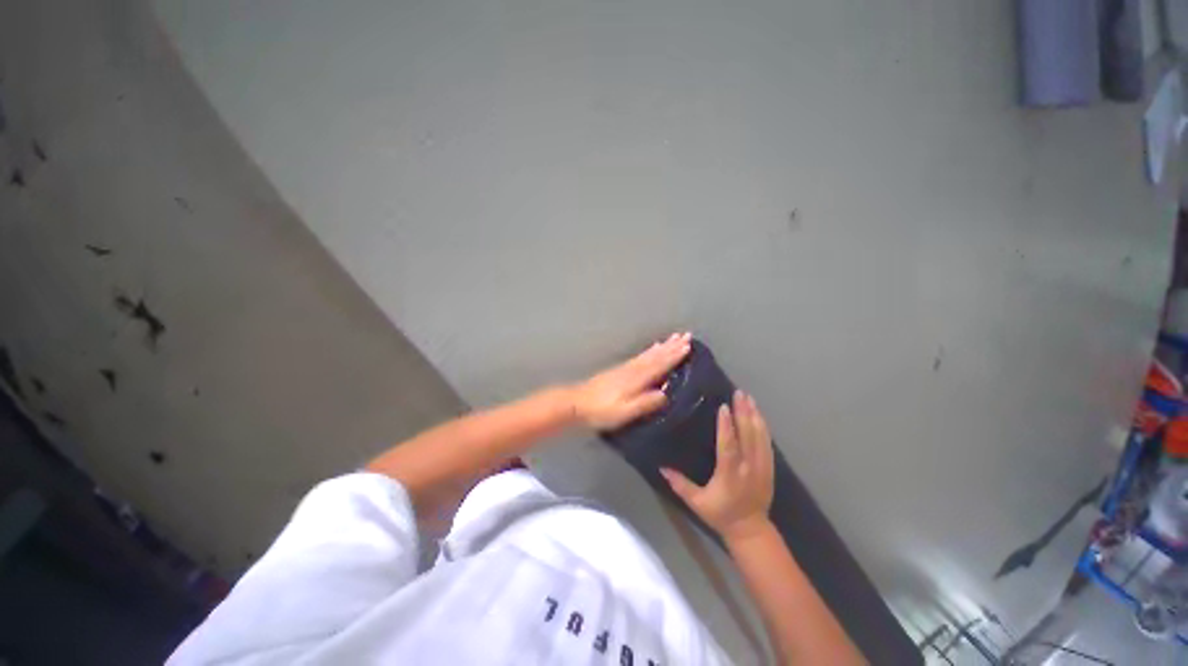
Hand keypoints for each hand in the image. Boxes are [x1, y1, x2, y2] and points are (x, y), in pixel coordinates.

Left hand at [571, 332, 691, 429]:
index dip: (675, 356)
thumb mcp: (626, 412)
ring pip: (649, 354)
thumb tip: (666, 394)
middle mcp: (634, 369)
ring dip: (663, 346)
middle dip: (672, 346)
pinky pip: (640, 356)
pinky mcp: (620, 369)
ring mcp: (626, 368)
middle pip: (657, 356)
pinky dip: (649, 350)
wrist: (578, 403)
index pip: (660, 365)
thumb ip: (646, 403)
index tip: (689, 346)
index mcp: (638, 379)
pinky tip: (652, 348)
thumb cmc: (602, 411)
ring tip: (674, 337)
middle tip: (687, 335)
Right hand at [661, 390, 774, 542]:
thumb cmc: (720, 514)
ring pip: (760, 437)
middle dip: (743, 413)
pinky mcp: (769, 468)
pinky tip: (759, 415)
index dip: (727, 427)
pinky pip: (767, 443)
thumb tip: (661, 467)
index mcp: (730, 475)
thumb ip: (680, 484)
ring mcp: (762, 467)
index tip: (724, 407)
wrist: (751, 530)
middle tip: (739, 393)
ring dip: (754, 416)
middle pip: (748, 436)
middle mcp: (748, 467)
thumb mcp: (697, 502)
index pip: (729, 447)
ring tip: (749, 398)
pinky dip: (763, 427)